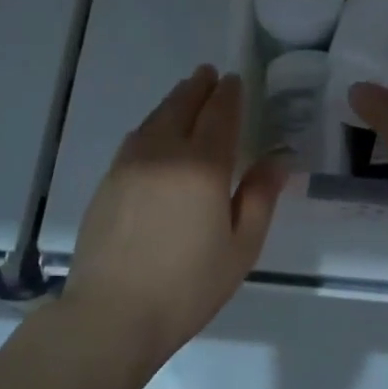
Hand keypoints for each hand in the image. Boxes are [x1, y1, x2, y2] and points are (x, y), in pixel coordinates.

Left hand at [62, 66, 287, 359]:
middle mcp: (164, 153)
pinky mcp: (108, 182)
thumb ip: (260, 197)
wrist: (112, 314)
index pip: (219, 115)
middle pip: (182, 106)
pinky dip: (151, 124)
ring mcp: (130, 165)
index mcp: (203, 166)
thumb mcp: (241, 247)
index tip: (234, 80)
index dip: (229, 95)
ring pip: (155, 118)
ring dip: (173, 101)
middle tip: (208, 74)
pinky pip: (135, 138)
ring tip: (185, 93)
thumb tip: (279, 159)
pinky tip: (154, 132)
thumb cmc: (188, 286)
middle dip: (198, 87)